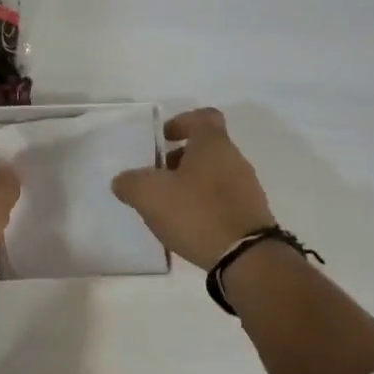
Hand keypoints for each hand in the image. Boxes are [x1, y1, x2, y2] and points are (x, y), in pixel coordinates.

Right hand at [112, 107, 274, 269]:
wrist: (245, 256)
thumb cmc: (196, 213)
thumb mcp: (150, 196)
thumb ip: (130, 183)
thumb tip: (123, 181)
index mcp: (213, 144)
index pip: (202, 117)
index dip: (181, 122)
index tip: (163, 139)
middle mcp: (235, 159)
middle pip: (206, 148)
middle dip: (180, 159)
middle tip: (158, 178)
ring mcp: (246, 187)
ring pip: (214, 174)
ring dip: (191, 184)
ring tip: (169, 207)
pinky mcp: (250, 213)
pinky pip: (222, 199)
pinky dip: (204, 205)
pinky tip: (189, 225)